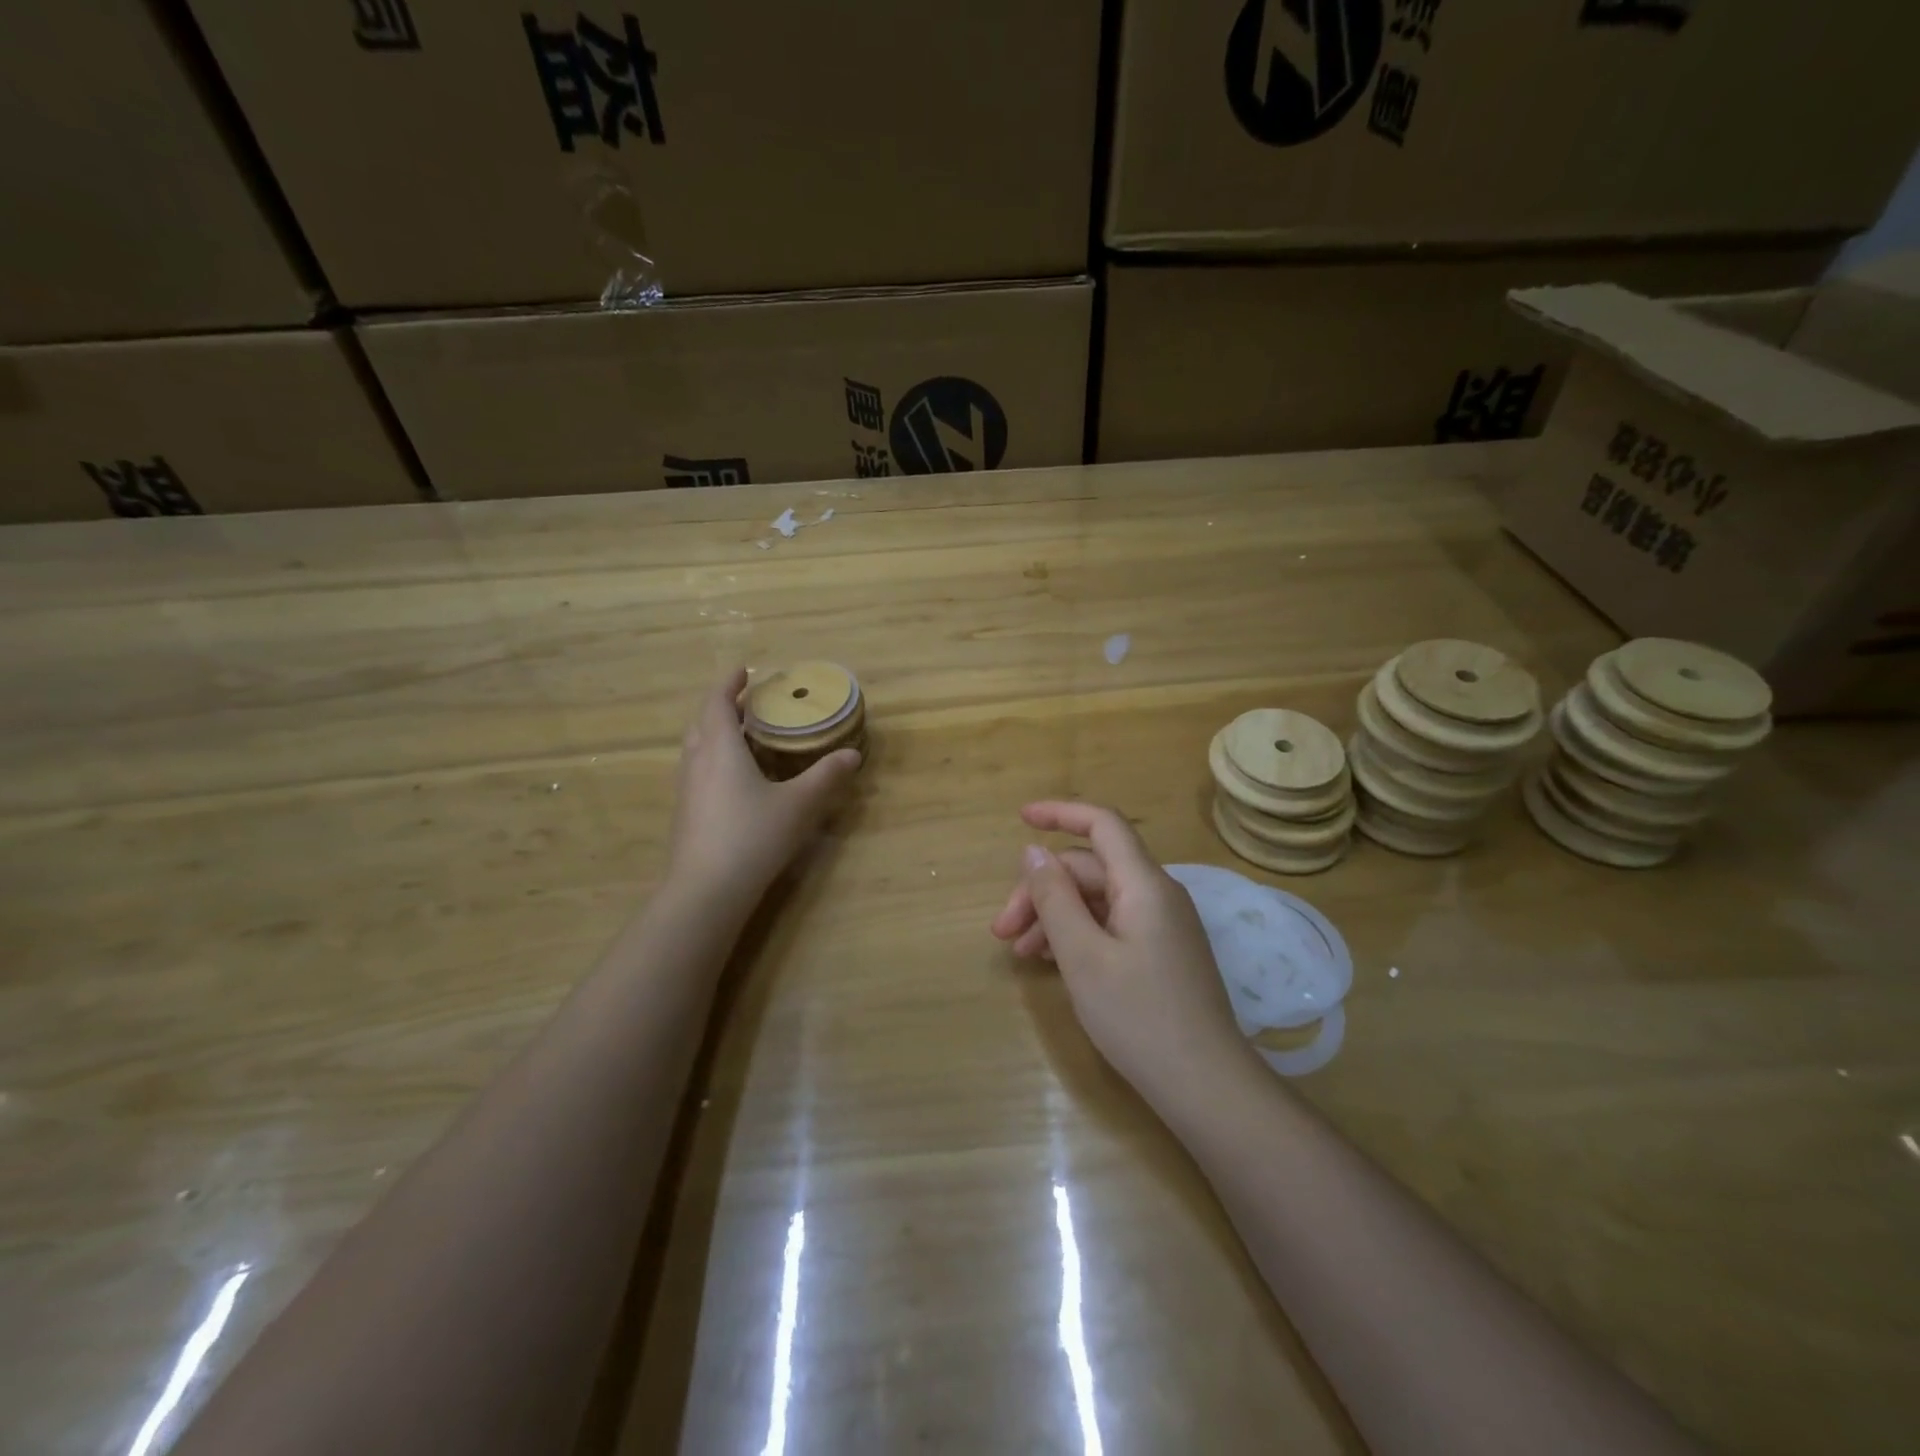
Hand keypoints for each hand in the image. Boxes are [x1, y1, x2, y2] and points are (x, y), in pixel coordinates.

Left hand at [669, 668, 860, 903]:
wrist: (706, 890)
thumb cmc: (753, 836)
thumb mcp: (799, 805)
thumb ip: (826, 777)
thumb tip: (853, 754)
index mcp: (720, 748)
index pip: (717, 702)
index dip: (729, 683)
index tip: (743, 670)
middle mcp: (697, 762)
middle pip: (703, 722)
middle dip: (723, 707)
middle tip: (749, 704)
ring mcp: (686, 790)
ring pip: (697, 748)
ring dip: (716, 734)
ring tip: (744, 737)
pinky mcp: (685, 814)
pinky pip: (698, 772)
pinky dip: (714, 760)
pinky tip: (737, 780)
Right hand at [990, 801, 1250, 1108]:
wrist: (1206, 1086)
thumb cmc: (1139, 1017)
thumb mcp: (1083, 956)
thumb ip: (1054, 899)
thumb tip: (1033, 851)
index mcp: (1144, 884)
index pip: (1102, 825)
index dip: (1060, 813)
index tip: (1020, 818)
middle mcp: (1157, 895)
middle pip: (1090, 870)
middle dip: (1042, 891)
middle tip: (1002, 933)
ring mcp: (1162, 925)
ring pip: (1098, 900)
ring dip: (1055, 916)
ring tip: (1021, 954)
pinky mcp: (1162, 953)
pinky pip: (1112, 924)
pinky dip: (1078, 934)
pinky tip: (1053, 962)